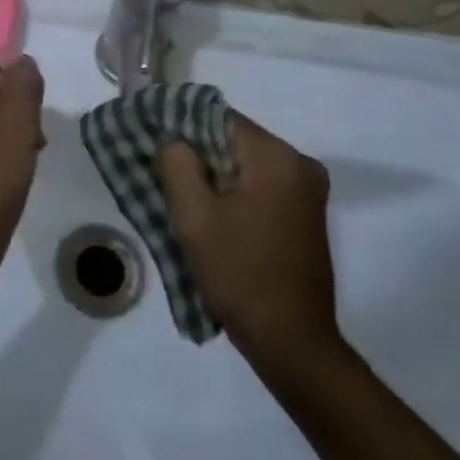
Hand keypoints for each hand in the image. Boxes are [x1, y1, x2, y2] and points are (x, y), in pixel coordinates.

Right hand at [158, 113, 341, 364]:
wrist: (292, 342)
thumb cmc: (240, 274)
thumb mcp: (194, 216)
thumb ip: (177, 163)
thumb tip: (174, 140)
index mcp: (277, 157)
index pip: (217, 117)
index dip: (181, 125)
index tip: (152, 140)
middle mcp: (300, 164)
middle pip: (232, 139)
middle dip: (196, 153)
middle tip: (161, 172)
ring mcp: (307, 191)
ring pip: (244, 164)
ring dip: (213, 174)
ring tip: (181, 195)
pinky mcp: (306, 214)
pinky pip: (260, 185)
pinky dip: (233, 192)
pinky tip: (211, 214)